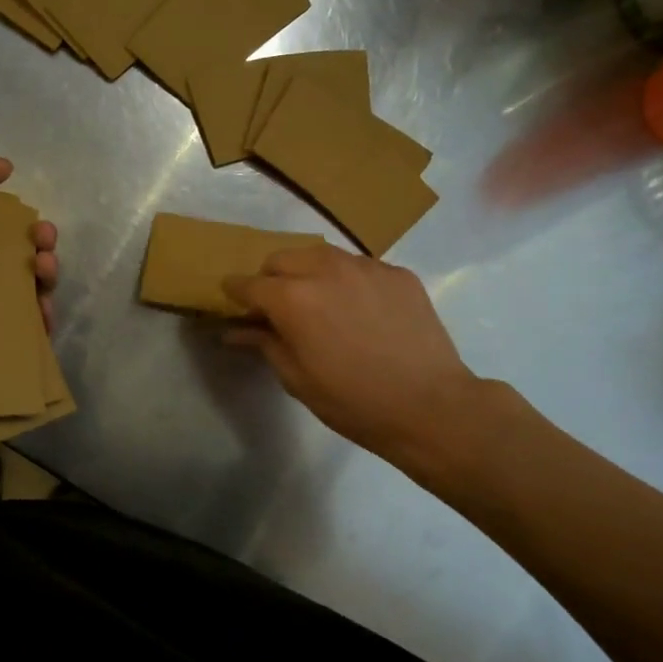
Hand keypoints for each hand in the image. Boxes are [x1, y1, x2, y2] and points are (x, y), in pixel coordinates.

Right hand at [223, 246, 489, 474]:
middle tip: (277, 307)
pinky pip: (359, 266)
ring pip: (322, 255)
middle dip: (272, 278)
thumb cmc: (353, 401)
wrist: (430, 406)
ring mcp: (366, 267)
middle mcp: (326, 270)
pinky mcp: (398, 273)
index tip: (232, 300)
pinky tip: (359, 310)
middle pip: (283, 258)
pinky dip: (347, 280)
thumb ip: (264, 343)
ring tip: (318, 303)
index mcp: (294, 298)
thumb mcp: (297, 379)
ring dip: (309, 272)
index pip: (250, 284)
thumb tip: (234, 330)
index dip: (235, 291)